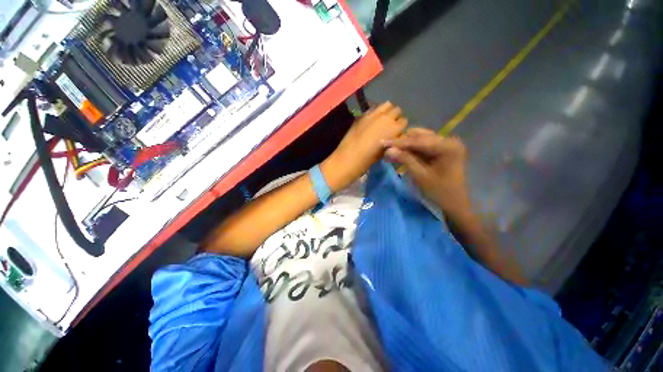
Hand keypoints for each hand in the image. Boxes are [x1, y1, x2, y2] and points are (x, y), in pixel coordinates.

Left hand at [323, 102, 407, 191]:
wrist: (348, 158)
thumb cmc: (368, 160)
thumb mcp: (385, 152)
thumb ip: (393, 140)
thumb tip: (396, 135)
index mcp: (394, 128)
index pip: (404, 121)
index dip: (400, 128)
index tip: (396, 134)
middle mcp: (386, 117)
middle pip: (397, 110)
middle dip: (395, 117)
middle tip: (389, 127)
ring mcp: (373, 114)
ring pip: (386, 105)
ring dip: (387, 111)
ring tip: (381, 121)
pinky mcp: (363, 115)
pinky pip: (374, 108)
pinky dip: (376, 112)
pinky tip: (371, 121)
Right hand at [384, 128, 470, 218]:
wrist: (455, 204)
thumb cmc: (440, 191)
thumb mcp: (420, 175)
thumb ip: (405, 160)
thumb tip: (388, 150)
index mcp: (447, 146)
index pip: (418, 140)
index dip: (399, 143)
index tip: (383, 143)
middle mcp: (448, 141)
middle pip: (419, 137)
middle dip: (402, 143)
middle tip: (386, 149)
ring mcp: (446, 145)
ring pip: (420, 140)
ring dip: (405, 146)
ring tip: (391, 152)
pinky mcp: (442, 150)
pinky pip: (423, 146)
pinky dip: (411, 150)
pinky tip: (400, 154)